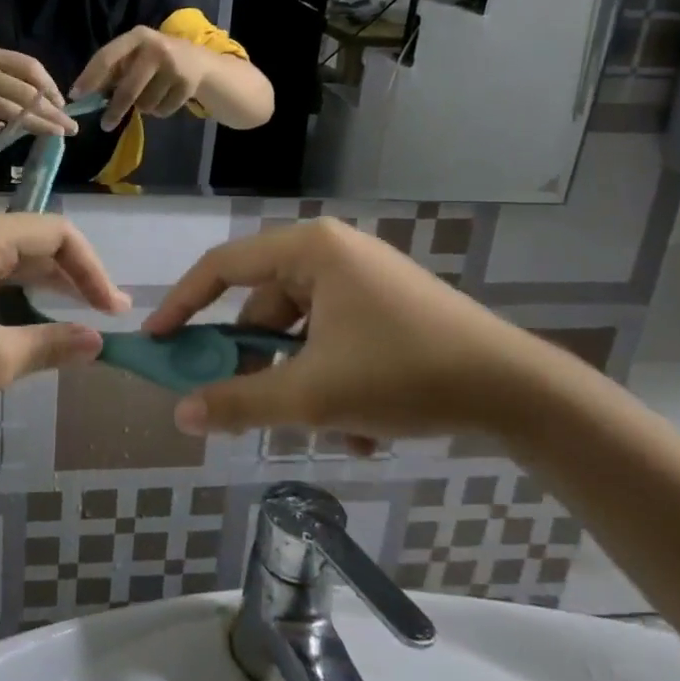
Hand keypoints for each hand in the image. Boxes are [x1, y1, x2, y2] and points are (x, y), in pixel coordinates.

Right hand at [0, 46, 75, 139]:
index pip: (27, 67)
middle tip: (71, 127)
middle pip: (24, 91)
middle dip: (52, 111)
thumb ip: (0, 76)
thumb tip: (41, 98)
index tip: (63, 103)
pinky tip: (4, 132)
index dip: (50, 85)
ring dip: (34, 123)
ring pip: (5, 109)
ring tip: (54, 133)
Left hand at [0, 214, 129, 423]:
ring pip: (12, 264)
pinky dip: (16, 298)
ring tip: (77, 321)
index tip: (112, 311)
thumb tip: (97, 343)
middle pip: (36, 244)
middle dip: (74, 278)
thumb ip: (50, 346)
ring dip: (46, 289)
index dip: (92, 270)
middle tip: (105, 316)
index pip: (57, 234)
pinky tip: (28, 325)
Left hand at [72, 25, 208, 131]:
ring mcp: (174, 67)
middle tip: (105, 125)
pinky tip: (164, 97)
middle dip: (115, 110)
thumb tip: (83, 95)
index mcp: (137, 37)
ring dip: (141, 107)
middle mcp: (156, 49)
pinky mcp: (187, 85)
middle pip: (128, 89)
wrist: (198, 61)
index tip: (76, 96)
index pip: (107, 57)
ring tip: (148, 96)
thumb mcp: (134, 56)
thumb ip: (112, 71)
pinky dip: (158, 111)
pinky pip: (161, 110)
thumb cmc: (154, 59)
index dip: (89, 78)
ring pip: (145, 104)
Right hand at [144, 219, 554, 445]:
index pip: (223, 267)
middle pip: (265, 308)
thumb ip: (241, 403)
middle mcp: (332, 253)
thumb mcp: (313, 396)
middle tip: (243, 407)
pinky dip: (333, 380)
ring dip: (301, 384)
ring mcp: (363, 279)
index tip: (159, 341)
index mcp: (309, 250)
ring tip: (324, 430)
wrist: (519, 392)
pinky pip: (334, 339)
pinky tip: (360, 427)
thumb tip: (181, 414)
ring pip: (302, 333)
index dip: (184, 304)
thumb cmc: (404, 375)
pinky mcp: (387, 305)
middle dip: (258, 365)